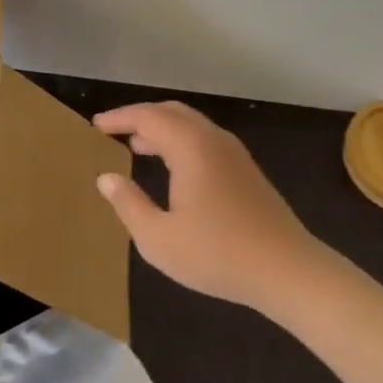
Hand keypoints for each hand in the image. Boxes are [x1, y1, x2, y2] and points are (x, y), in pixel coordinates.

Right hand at [93, 101, 326, 315]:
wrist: (287, 270)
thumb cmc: (218, 254)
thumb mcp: (159, 238)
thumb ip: (128, 204)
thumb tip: (106, 177)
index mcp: (190, 147)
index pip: (147, 117)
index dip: (119, 118)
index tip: (96, 126)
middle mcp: (212, 139)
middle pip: (171, 112)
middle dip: (140, 117)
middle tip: (113, 131)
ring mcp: (233, 152)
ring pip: (190, 124)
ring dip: (161, 128)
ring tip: (136, 146)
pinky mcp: (245, 169)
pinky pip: (204, 138)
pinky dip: (180, 140)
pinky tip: (172, 166)